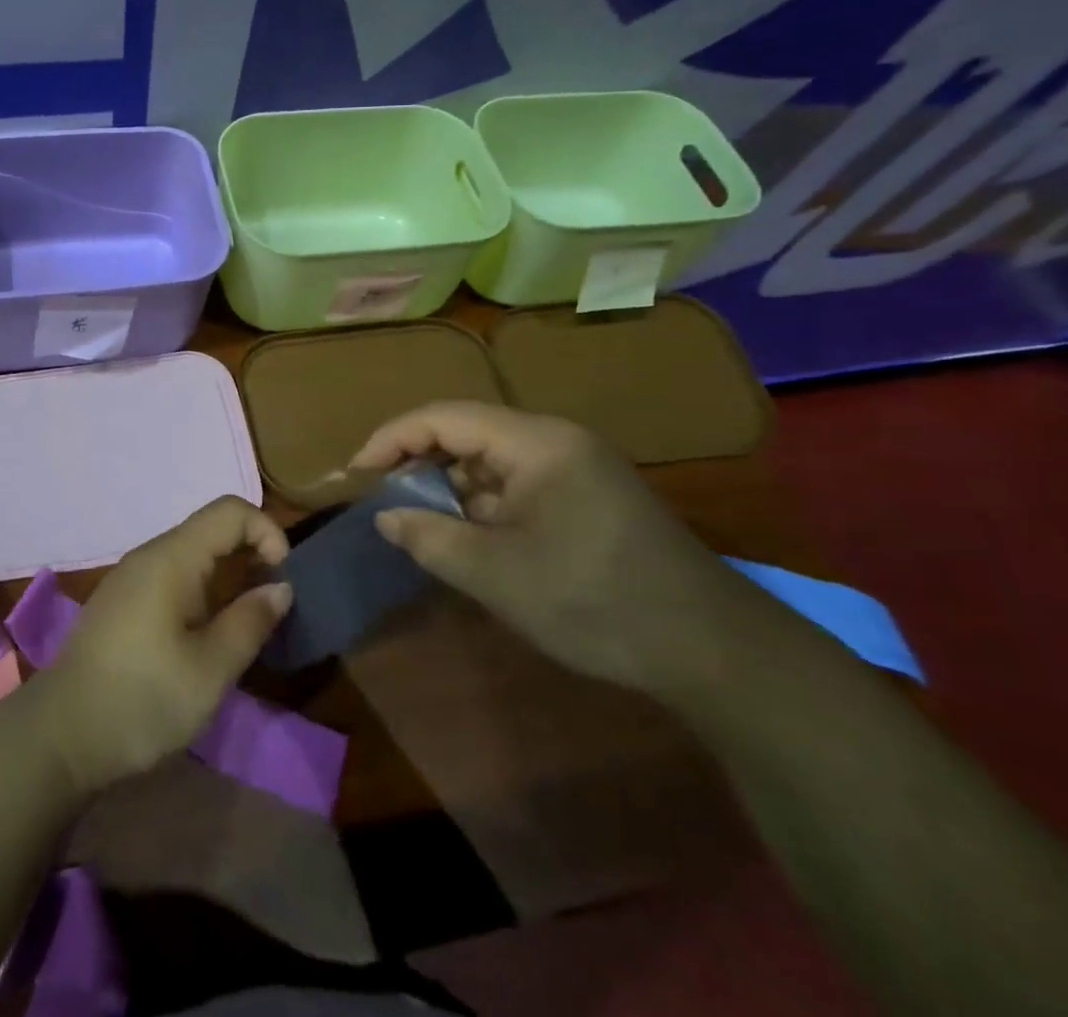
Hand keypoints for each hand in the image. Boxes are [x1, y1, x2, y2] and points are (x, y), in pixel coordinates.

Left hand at [29, 496, 293, 793]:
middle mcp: (150, 555)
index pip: (230, 510)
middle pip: (212, 530)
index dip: (267, 532)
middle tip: (270, 608)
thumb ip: (251, 621)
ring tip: (243, 627)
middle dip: (251, 556)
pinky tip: (204, 637)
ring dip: (228, 578)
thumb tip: (280, 587)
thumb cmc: (142, 698)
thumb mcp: (211, 669)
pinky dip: (202, 592)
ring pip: (193, 556)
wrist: (60, 736)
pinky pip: (172, 577)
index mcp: (172, 557)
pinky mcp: (121, 602)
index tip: (282, 580)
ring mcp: (131, 578)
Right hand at [350, 401, 749, 695]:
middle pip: (467, 433)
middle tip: (383, 500)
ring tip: (418, 523)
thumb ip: (429, 537)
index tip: (355, 473)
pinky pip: (518, 486)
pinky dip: (484, 505)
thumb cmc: (594, 601)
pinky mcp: (588, 497)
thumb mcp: (496, 574)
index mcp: (536, 442)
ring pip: (491, 462)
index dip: (392, 439)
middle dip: (419, 463)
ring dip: (451, 487)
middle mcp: (556, 441)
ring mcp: (576, 468)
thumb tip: (385, 516)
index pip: (445, 417)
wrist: (712, 650)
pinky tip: (469, 539)